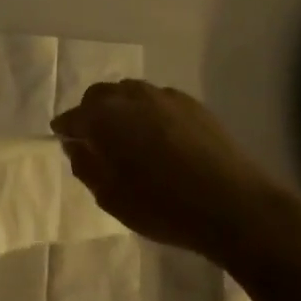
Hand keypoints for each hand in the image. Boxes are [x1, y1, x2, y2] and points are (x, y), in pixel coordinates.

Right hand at [50, 80, 296, 259]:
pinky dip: (149, 113)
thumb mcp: (110, 197)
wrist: (233, 205)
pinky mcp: (192, 103)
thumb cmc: (162, 206)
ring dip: (122, 110)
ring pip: (130, 94)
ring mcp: (164, 96)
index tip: (67, 142)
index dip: (66, 130)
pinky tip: (161, 139)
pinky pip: (158, 100)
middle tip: (98, 142)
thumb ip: (85, 166)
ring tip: (130, 139)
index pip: (72, 116)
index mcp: (103, 118)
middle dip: (92, 114)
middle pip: (99, 96)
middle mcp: (130, 96)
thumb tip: (76, 145)